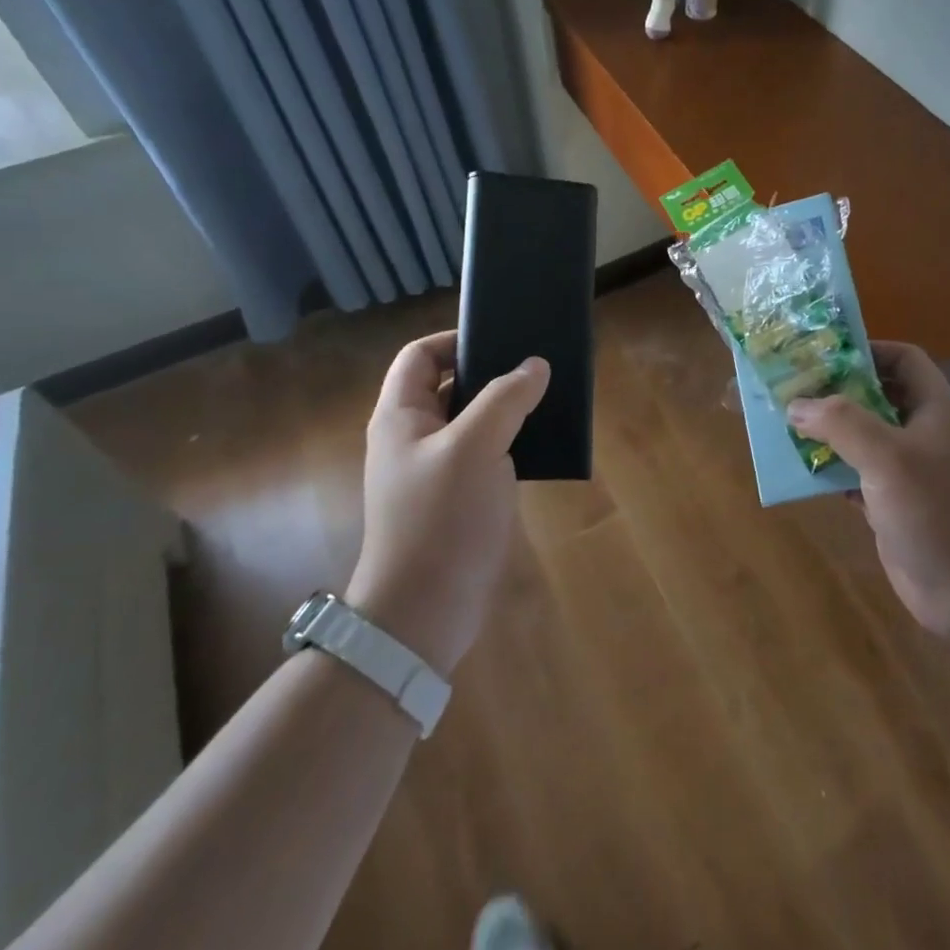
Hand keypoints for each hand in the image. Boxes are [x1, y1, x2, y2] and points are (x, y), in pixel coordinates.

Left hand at [345, 331, 548, 675]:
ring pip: (473, 421)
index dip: (456, 339)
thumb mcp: (476, 447)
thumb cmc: (441, 518)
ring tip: (548, 399)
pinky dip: (511, 442)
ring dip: (507, 408)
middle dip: (491, 372)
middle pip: (450, 385)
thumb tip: (535, 365)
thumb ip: (506, 399)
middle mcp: (415, 437)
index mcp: (401, 416)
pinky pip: (486, 454)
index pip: (421, 355)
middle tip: (536, 367)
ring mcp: (436, 469)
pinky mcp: (458, 498)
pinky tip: (542, 443)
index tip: (502, 338)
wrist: (425, 611)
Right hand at [789, 343, 949, 647]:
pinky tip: (794, 468)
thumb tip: (795, 405)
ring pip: (856, 436)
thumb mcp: (889, 458)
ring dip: (821, 429)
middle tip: (785, 386)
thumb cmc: (938, 513)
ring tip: (778, 422)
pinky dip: (824, 467)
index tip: (820, 354)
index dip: (866, 350)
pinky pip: (850, 472)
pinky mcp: (889, 503)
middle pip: (871, 395)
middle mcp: (918, 432)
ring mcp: (904, 470)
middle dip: (831, 389)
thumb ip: (841, 423)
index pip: (902, 359)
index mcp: (931, 408)